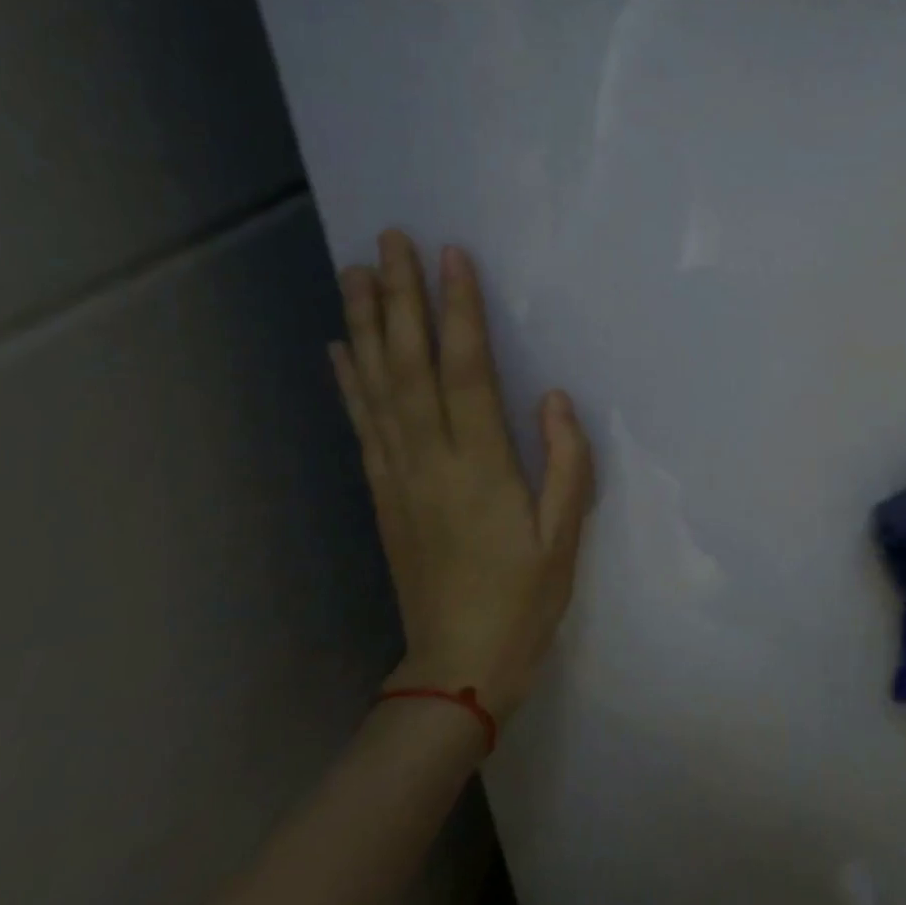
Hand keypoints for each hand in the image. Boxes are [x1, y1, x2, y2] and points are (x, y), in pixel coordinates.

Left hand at [330, 230, 593, 721]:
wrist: (457, 664)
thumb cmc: (524, 599)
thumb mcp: (564, 537)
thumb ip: (566, 463)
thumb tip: (554, 397)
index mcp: (481, 468)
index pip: (466, 373)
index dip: (459, 313)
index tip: (452, 259)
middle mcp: (430, 460)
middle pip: (409, 366)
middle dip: (398, 299)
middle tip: (388, 240)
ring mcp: (398, 476)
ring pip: (376, 387)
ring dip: (364, 326)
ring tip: (354, 272)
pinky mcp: (383, 493)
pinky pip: (363, 426)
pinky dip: (348, 382)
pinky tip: (339, 348)